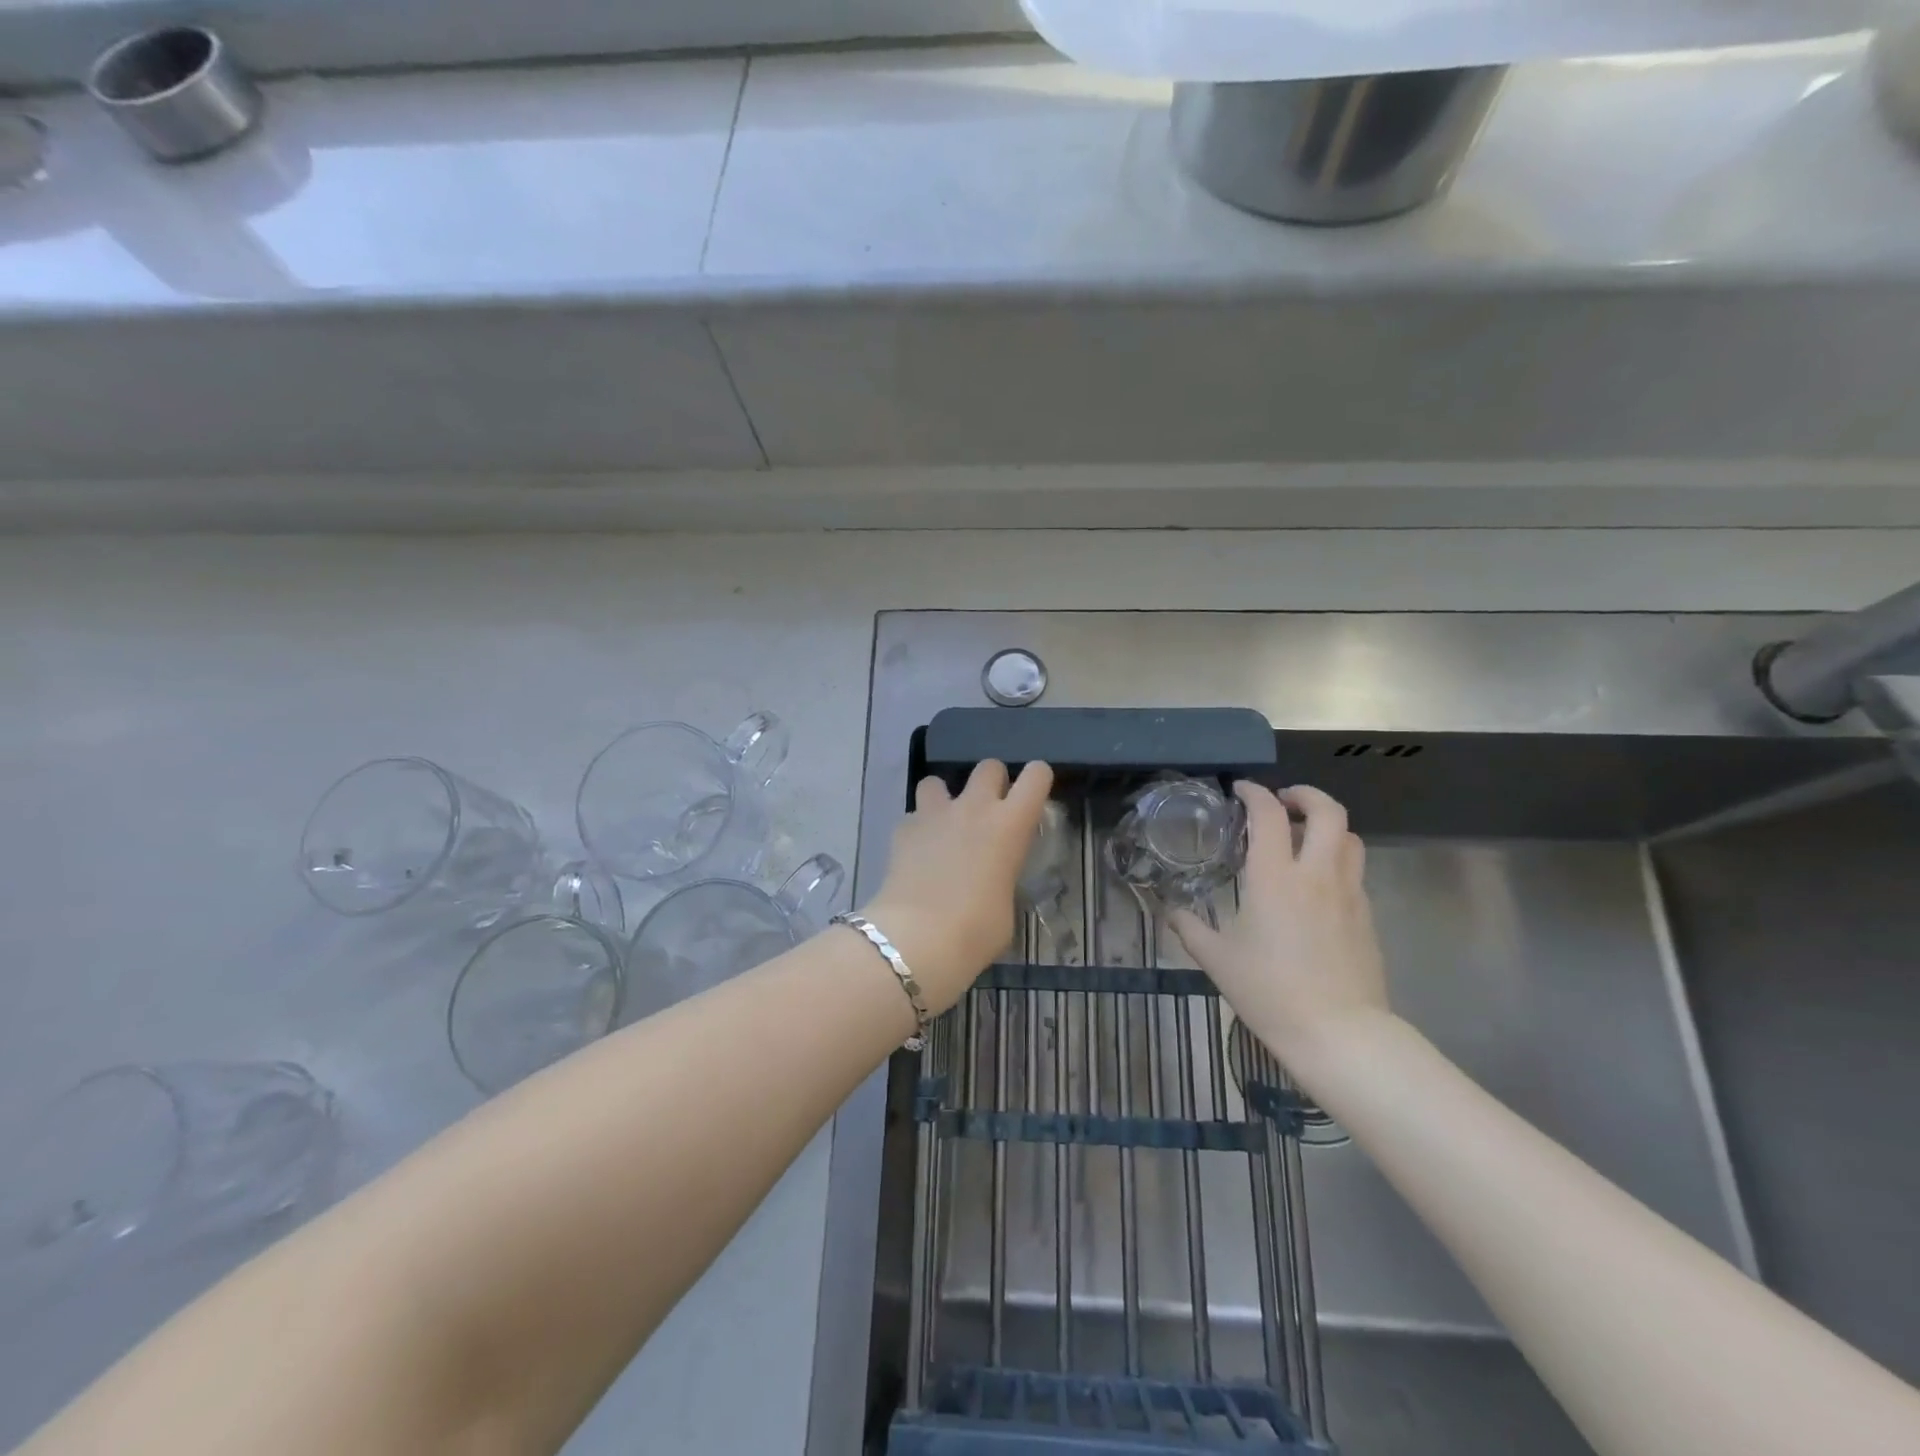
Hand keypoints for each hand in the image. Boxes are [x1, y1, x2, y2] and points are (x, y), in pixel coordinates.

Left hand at [864, 760, 1054, 1013]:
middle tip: (988, 812)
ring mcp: (934, 814)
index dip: (1037, 780)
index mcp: (1010, 825)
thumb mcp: (1006, 906)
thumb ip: (1002, 879)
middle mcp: (974, 808)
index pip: (1036, 776)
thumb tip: (991, 882)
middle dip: (991, 782)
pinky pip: (913, 816)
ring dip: (944, 798)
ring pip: (937, 780)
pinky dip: (917, 829)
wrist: (918, 938)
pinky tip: (917, 853)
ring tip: (944, 825)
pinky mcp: (902, 829)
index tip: (1032, 798)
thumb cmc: (976, 931)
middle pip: (988, 766)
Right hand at [1169, 783, 1390, 1083]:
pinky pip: (1355, 871)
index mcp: (1275, 877)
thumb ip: (1190, 929)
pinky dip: (1337, 860)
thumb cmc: (1270, 991)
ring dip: (1327, 826)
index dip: (1254, 793)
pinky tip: (1317, 885)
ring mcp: (1349, 893)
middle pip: (1328, 811)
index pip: (1269, 814)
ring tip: (1303, 838)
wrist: (1339, 1033)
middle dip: (1305, 795)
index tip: (1241, 791)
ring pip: (1350, 837)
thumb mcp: (1217, 960)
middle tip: (1283, 802)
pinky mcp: (1367, 916)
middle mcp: (1316, 874)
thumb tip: (1172, 912)